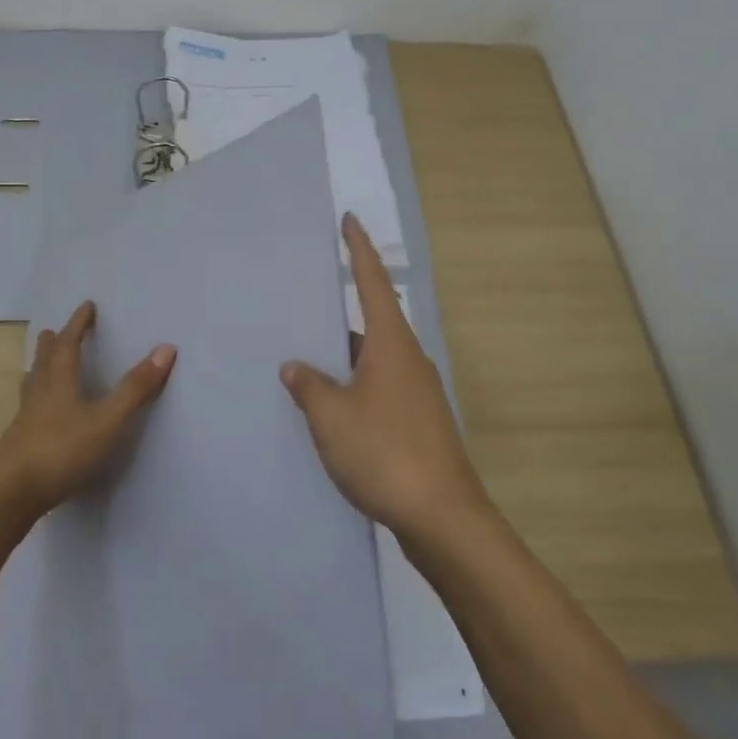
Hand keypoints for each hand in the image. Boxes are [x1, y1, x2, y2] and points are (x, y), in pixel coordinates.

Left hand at [0, 301, 175, 518]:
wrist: (10, 494)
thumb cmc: (61, 450)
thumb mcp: (108, 420)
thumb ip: (135, 388)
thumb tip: (166, 348)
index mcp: (59, 382)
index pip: (68, 344)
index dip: (78, 324)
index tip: (86, 306)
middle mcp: (39, 395)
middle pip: (43, 362)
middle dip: (51, 344)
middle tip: (51, 331)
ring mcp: (24, 421)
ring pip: (31, 387)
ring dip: (37, 371)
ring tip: (38, 366)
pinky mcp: (18, 446)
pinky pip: (28, 412)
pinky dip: (35, 402)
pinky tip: (37, 417)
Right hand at [281, 213, 487, 539]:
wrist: (442, 518)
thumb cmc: (384, 452)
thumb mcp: (332, 416)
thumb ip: (309, 386)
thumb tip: (295, 367)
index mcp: (391, 344)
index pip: (373, 282)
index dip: (358, 249)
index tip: (349, 220)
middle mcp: (409, 359)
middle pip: (373, 320)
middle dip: (342, 309)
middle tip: (307, 299)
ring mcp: (417, 393)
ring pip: (374, 359)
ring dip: (345, 355)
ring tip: (306, 356)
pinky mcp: (419, 423)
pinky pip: (379, 387)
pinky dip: (355, 385)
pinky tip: (330, 406)